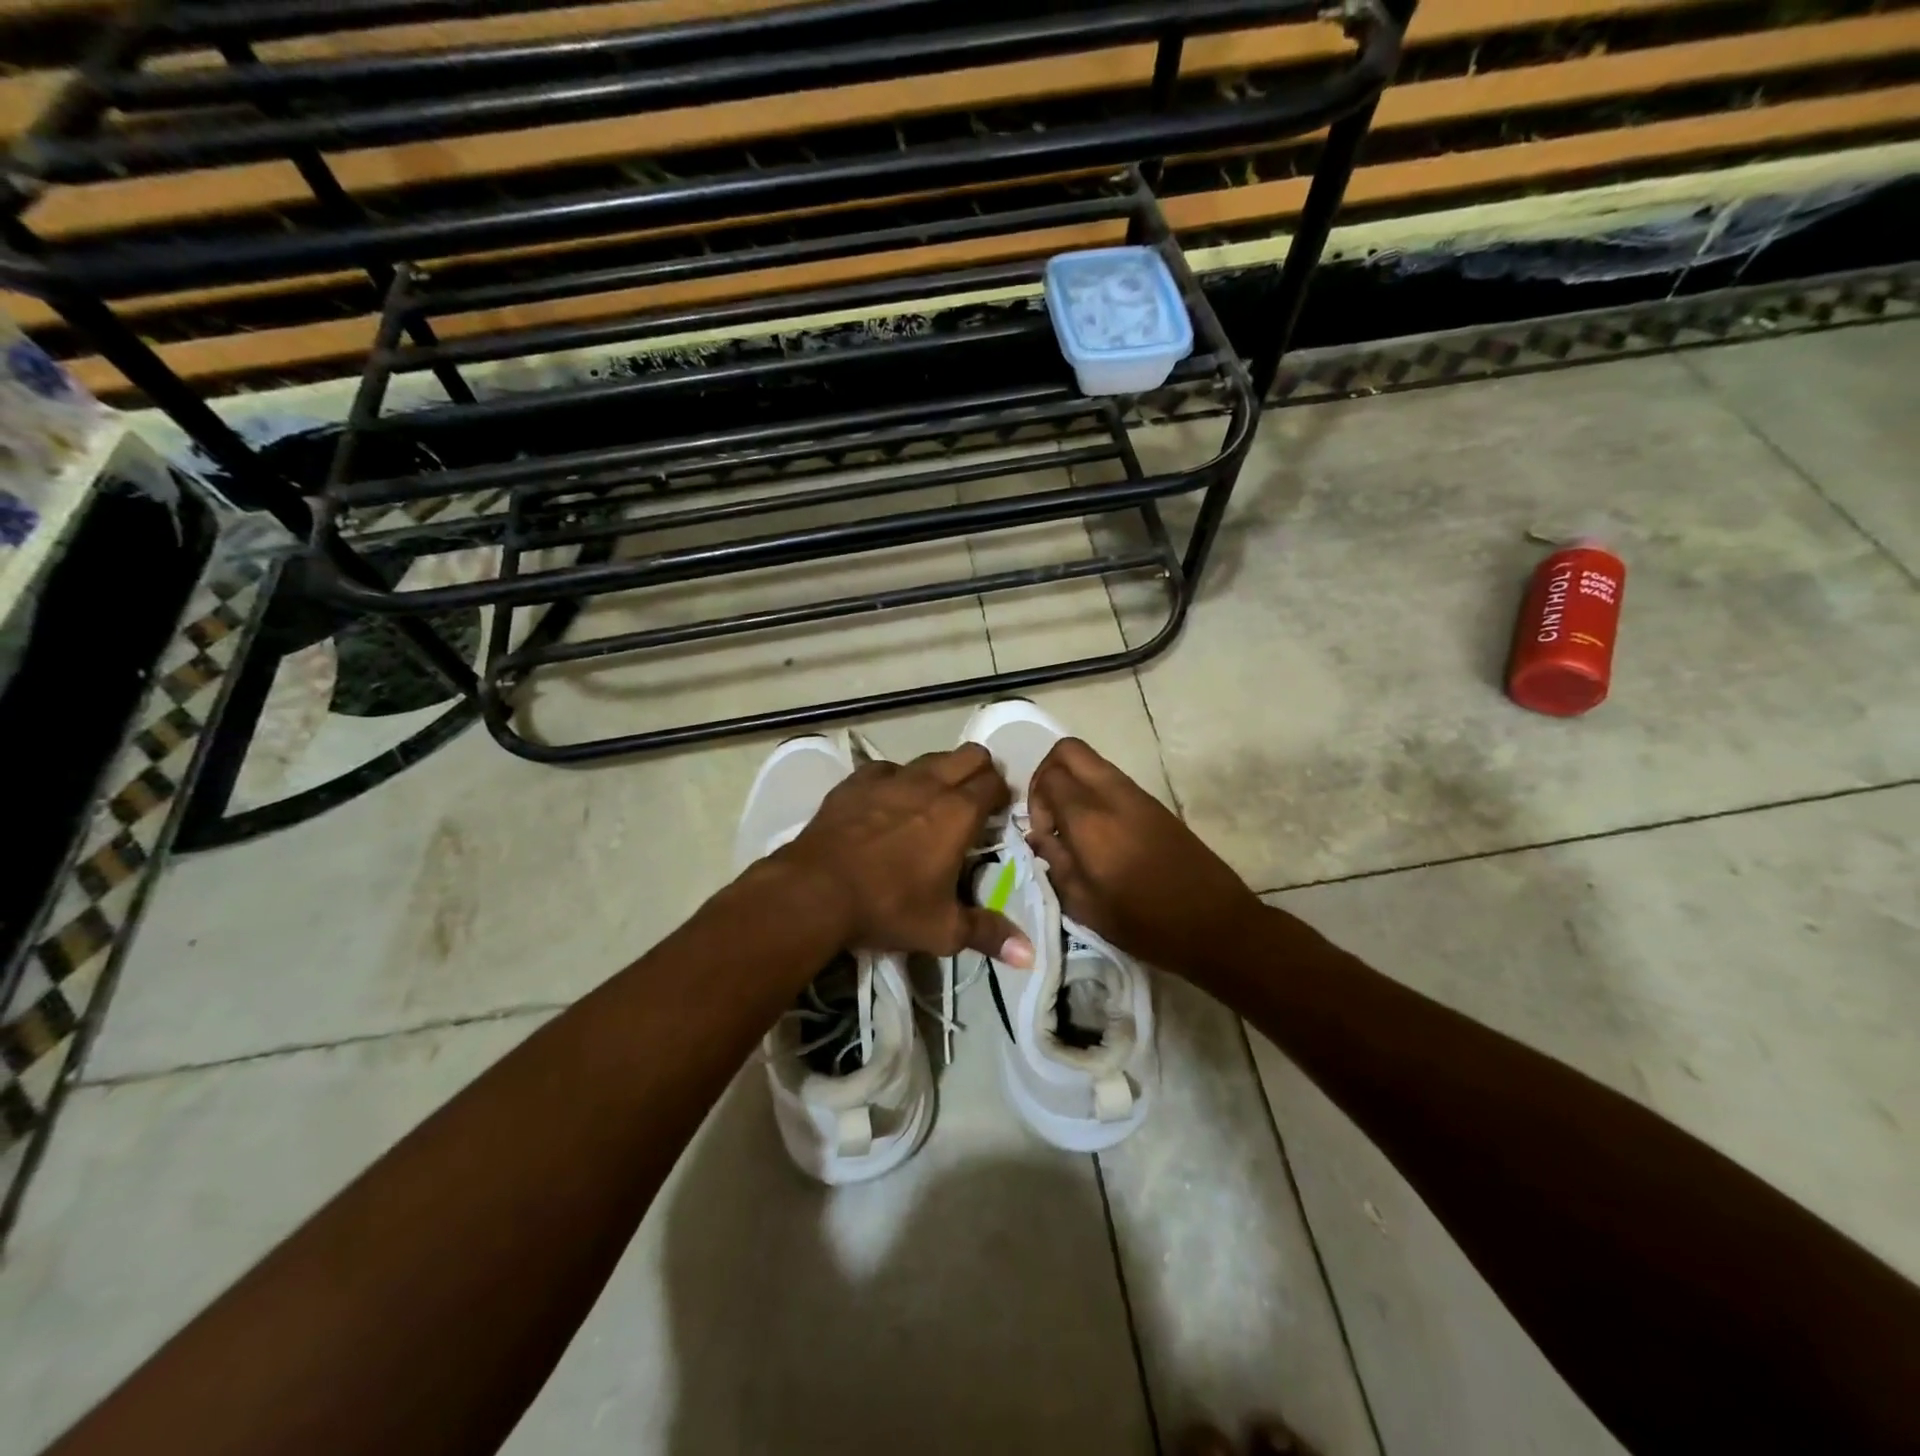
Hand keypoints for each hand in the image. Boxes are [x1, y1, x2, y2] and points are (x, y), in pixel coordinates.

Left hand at [776, 744, 1033, 965]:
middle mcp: (930, 784)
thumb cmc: (888, 907)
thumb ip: (988, 934)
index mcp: (959, 813)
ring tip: (932, 804)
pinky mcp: (856, 781)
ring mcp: (890, 778)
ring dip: (940, 773)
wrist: (815, 891)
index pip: (995, 783)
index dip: (1002, 796)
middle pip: (970, 755)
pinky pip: (887, 769)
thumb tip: (1028, 955)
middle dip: (980, 772)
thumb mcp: (942, 930)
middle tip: (973, 804)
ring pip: (930, 757)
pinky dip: (896, 780)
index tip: (998, 816)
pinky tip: (887, 803)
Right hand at [1027, 738, 1263, 973]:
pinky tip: (1100, 836)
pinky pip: (1113, 781)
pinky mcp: (1156, 805)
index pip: (1049, 776)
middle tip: (1049, 814)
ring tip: (1073, 829)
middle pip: (1069, 750)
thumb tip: (1038, 836)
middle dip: (1048, 773)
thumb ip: (1055, 862)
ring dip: (1073, 784)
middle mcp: (1112, 795)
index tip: (1042, 833)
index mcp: (1090, 819)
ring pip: (1092, 762)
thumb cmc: (1144, 922)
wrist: (1215, 924)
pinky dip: (1094, 794)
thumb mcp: (1084, 904)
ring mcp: (1138, 796)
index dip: (1035, 800)